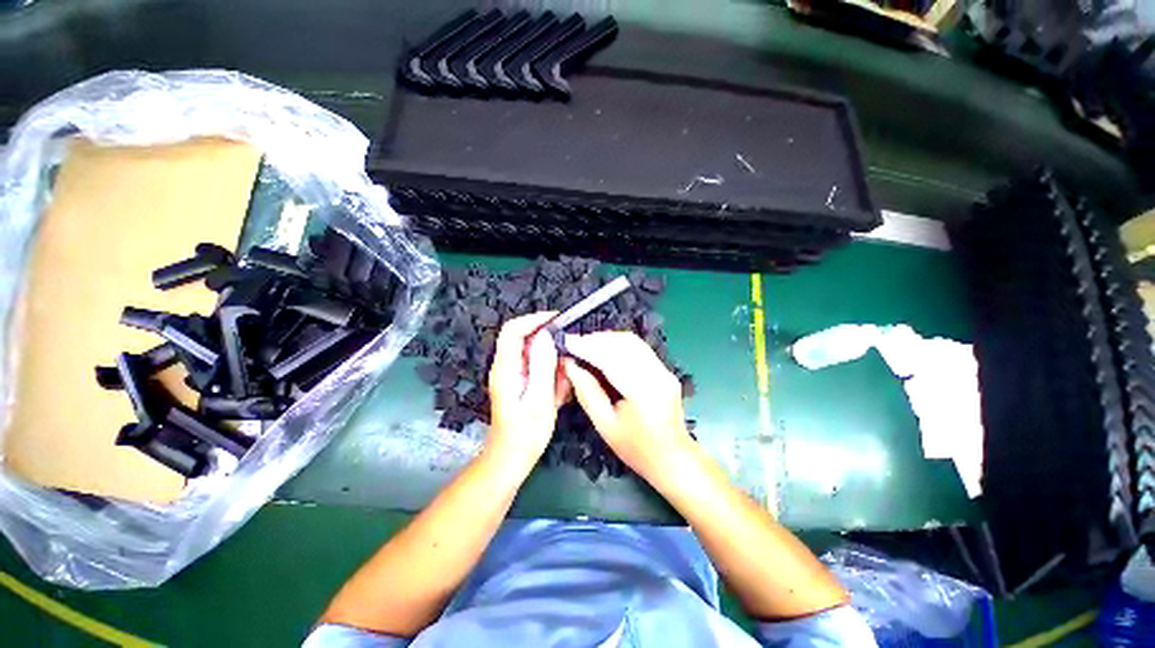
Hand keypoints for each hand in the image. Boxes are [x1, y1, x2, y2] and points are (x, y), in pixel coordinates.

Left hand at [485, 312, 569, 469]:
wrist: (511, 458)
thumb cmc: (526, 433)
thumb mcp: (539, 399)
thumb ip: (542, 365)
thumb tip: (545, 335)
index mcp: (506, 368)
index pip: (513, 330)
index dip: (534, 319)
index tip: (557, 319)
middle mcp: (505, 367)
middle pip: (523, 338)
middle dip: (547, 340)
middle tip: (569, 350)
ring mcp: (511, 374)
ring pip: (533, 353)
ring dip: (551, 359)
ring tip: (565, 377)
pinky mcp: (519, 382)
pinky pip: (536, 367)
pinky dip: (550, 372)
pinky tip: (559, 389)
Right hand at [562, 332, 693, 478]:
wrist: (673, 458)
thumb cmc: (636, 448)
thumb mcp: (604, 424)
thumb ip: (586, 392)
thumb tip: (569, 365)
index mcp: (642, 391)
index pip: (611, 358)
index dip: (587, 347)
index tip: (567, 342)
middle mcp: (657, 374)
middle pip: (624, 343)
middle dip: (596, 339)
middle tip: (575, 343)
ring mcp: (664, 370)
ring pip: (632, 341)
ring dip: (607, 339)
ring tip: (586, 345)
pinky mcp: (665, 370)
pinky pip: (639, 348)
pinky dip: (619, 345)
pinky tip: (605, 351)